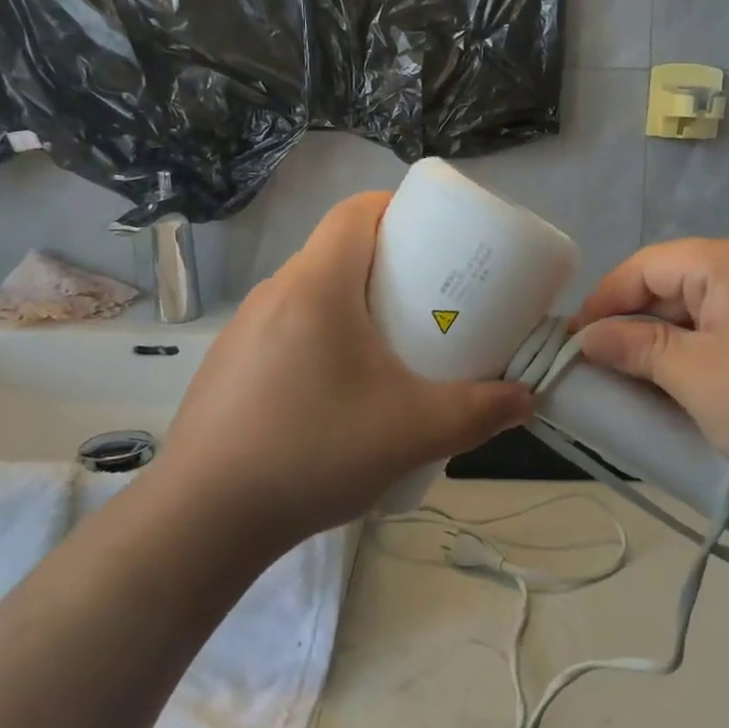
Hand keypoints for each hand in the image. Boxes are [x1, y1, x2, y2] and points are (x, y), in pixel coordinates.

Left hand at [163, 192, 534, 543]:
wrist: (203, 519)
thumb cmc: (315, 450)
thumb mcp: (414, 431)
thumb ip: (479, 412)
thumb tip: (525, 399)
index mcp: (316, 284)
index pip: (355, 210)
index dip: (396, 208)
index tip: (434, 236)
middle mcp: (275, 293)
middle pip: (336, 251)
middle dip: (386, 263)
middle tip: (428, 299)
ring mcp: (243, 330)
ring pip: (310, 293)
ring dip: (351, 304)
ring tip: (388, 347)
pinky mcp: (228, 366)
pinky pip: (285, 329)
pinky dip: (320, 337)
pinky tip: (336, 392)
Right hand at [572, 237, 728, 511]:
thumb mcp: (697, 379)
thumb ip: (637, 349)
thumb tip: (588, 338)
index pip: (647, 266)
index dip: (604, 301)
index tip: (572, 342)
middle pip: (674, 283)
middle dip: (634, 324)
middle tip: (597, 368)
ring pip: (700, 308)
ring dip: (665, 342)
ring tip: (632, 380)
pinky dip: (699, 351)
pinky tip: (681, 383)